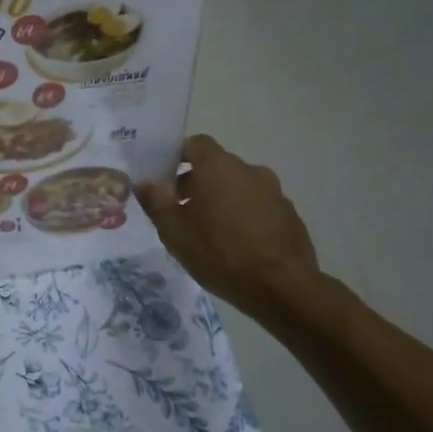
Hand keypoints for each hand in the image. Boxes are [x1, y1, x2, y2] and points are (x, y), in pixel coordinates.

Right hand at [135, 135, 332, 325]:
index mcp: (218, 167)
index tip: (163, 177)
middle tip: (179, 209)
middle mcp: (248, 170)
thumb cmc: (220, 254)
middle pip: (216, 165)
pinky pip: (257, 204)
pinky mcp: (288, 213)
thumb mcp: (174, 232)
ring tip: (208, 230)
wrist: (283, 288)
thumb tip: (144, 182)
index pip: (195, 143)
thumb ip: (156, 202)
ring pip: (237, 186)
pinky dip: (243, 214)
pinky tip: (236, 243)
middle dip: (195, 181)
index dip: (177, 155)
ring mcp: (273, 191)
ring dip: (220, 199)